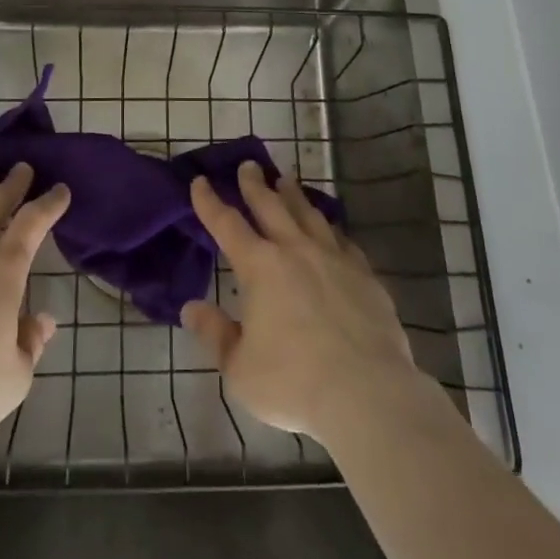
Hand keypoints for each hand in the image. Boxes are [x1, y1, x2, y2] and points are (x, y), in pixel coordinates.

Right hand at [181, 162, 421, 446]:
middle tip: (248, 165)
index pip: (226, 224)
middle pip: (270, 205)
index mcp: (260, 267)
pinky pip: (343, 241)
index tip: (199, 181)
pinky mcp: (364, 274)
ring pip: (309, 214)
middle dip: (254, 184)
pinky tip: (331, 230)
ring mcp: (333, 258)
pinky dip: (330, 229)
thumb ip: (215, 334)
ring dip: (293, 195)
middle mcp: (295, 250)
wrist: (368, 393)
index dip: (209, 201)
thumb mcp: (239, 369)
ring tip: (286, 180)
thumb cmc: (294, 383)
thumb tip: (191, 308)